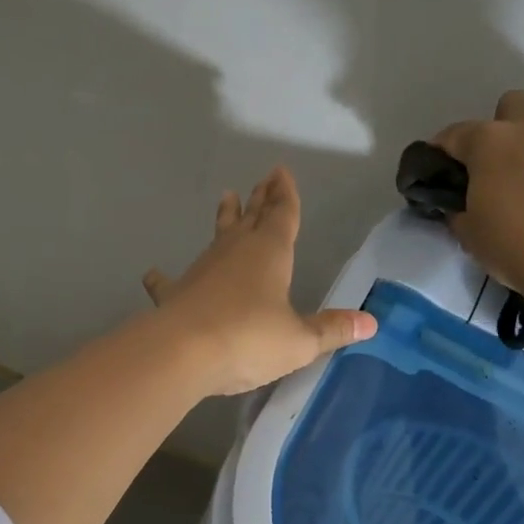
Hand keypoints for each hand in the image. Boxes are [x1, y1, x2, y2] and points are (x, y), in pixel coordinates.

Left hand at [143, 167, 376, 395]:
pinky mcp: (175, 294)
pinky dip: (162, 278)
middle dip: (259, 200)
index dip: (285, 195)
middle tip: (262, 180)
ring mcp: (202, 269)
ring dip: (224, 220)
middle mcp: (235, 252)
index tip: (281, 171)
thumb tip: (371, 323)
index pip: (282, 216)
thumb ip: (331, 330)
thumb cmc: (249, 339)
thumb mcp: (299, 341)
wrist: (182, 352)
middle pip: (251, 219)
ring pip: (217, 238)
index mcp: (270, 254)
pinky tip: (152, 274)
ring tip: (226, 199)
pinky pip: (169, 282)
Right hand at [433, 91, 523, 346]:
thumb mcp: (469, 233)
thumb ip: (457, 208)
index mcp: (491, 142)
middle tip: (492, 169)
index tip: (437, 175)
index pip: (453, 135)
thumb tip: (458, 203)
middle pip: (509, 107)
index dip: (440, 153)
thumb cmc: (517, 247)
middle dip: (497, 130)